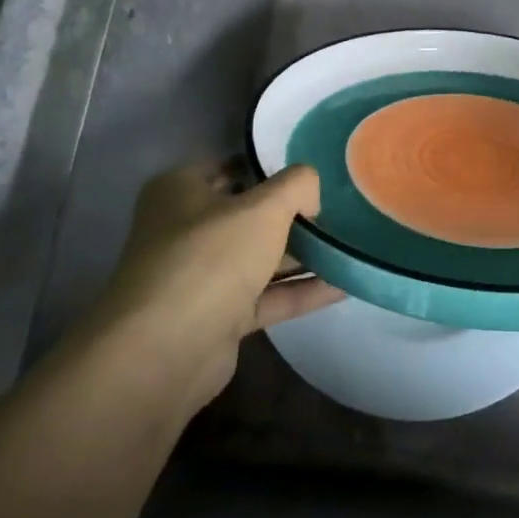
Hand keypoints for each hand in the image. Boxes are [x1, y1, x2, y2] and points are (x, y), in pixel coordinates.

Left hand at [92, 163, 342, 411]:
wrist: (166, 351)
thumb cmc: (210, 258)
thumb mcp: (264, 207)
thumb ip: (297, 185)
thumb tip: (310, 194)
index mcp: (180, 191)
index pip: (233, 166)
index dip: (273, 166)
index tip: (316, 171)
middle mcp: (186, 230)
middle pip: (249, 214)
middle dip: (294, 214)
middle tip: (341, 208)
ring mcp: (202, 276)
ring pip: (260, 257)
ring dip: (303, 255)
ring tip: (352, 244)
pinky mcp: (219, 317)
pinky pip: (268, 296)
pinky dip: (302, 291)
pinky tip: (345, 284)